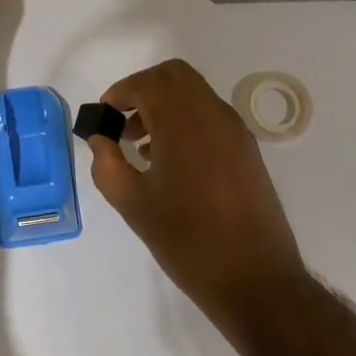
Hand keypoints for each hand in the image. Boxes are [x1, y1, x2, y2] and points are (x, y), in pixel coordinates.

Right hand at [87, 59, 307, 324]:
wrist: (255, 279)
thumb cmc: (187, 240)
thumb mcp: (133, 204)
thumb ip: (108, 163)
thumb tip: (100, 138)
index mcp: (184, 122)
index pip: (148, 83)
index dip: (120, 93)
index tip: (104, 118)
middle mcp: (214, 115)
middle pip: (175, 76)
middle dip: (143, 91)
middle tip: (123, 123)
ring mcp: (236, 131)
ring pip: (195, 94)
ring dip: (165, 106)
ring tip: (141, 147)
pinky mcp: (247, 149)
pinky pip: (210, 116)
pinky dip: (186, 121)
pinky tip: (170, 162)